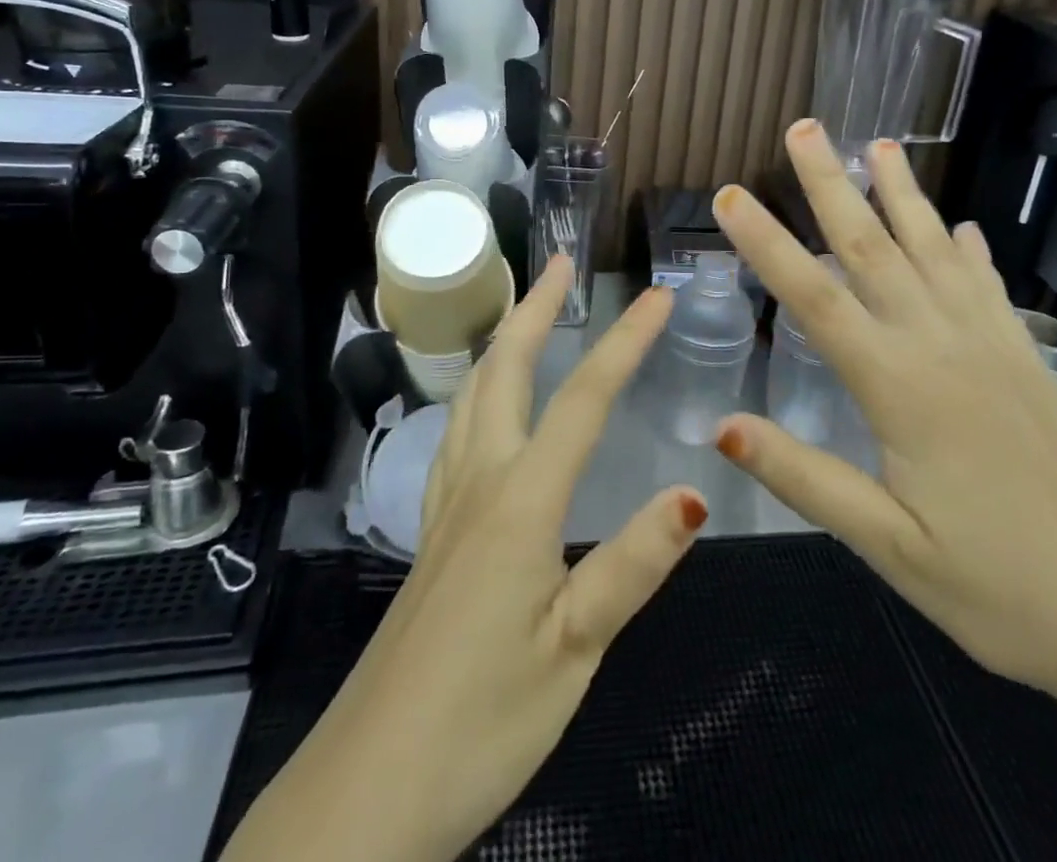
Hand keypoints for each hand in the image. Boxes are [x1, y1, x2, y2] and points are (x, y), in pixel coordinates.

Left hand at [220, 260, 703, 861]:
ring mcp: (445, 505)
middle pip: (504, 370)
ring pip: (470, 395)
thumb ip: (632, 565)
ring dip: (501, 342)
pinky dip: (477, 391)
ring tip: (523, 313)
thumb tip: (694, 490)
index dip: (625, 342)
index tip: (658, 295)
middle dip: (534, 309)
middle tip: (560, 264)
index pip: (583, 400)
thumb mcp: (574, 650)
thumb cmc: (479, 722)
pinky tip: (485, 407)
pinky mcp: (431, 534)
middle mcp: (478, 482)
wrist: (363, 793)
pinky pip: (455, 433)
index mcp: (521, 501)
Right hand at [711, 121, 1056, 847]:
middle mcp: (941, 345)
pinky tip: (961, 226)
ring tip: (878, 145)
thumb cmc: (999, 590)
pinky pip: (987, 285)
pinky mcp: (1026, 359)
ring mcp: (991, 345)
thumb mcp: (888, 546)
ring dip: (901, 194)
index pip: (814, 298)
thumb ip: (803, 477)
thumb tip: (721, 426)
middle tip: (803, 129)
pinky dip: (968, 249)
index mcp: (899, 386)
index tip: (730, 195)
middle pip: (873, 247)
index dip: (767, 243)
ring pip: (934, 249)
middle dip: (831, 184)